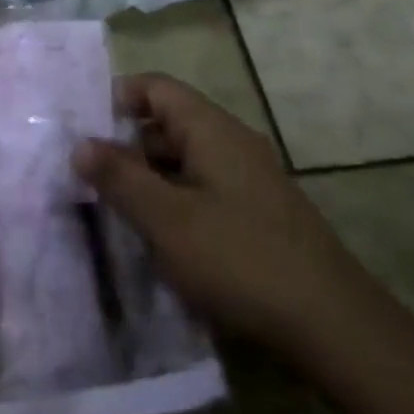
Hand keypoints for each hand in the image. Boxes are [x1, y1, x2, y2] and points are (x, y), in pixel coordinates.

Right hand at [75, 73, 413, 413]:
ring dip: (147, 177)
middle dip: (125, 144)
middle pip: (168, 123)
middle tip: (85, 175)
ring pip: (184, 160)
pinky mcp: (257, 215)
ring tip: (111, 208)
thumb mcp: (167, 219)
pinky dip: (172, 201)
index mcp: (212, 129)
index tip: (81, 129)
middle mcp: (232, 143)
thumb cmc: (240, 260)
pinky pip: (202, 189)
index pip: (156, 87)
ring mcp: (248, 180)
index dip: (116, 98)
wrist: (334, 326)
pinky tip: (156, 237)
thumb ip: (120, 177)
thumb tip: (80, 143)